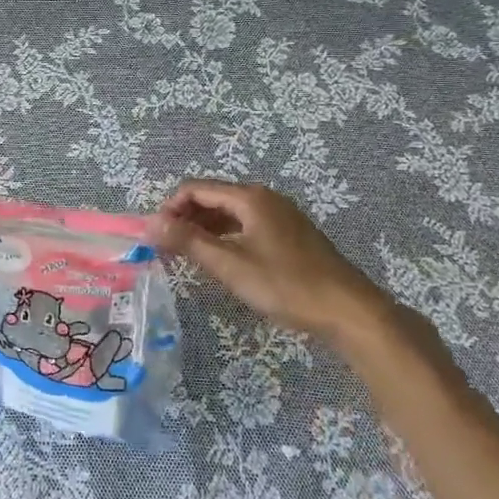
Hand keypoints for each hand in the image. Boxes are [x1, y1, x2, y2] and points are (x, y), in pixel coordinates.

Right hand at [148, 179, 402, 348]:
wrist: (349, 310)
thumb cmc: (285, 285)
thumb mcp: (230, 265)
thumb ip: (188, 241)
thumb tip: (149, 222)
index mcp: (250, 197)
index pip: (196, 188)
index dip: (170, 207)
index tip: (156, 236)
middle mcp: (265, 198)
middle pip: (213, 197)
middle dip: (186, 217)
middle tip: (169, 247)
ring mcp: (281, 215)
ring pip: (231, 212)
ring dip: (205, 228)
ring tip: (190, 256)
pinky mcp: (290, 235)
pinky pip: (247, 225)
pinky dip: (227, 236)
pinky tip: (224, 260)